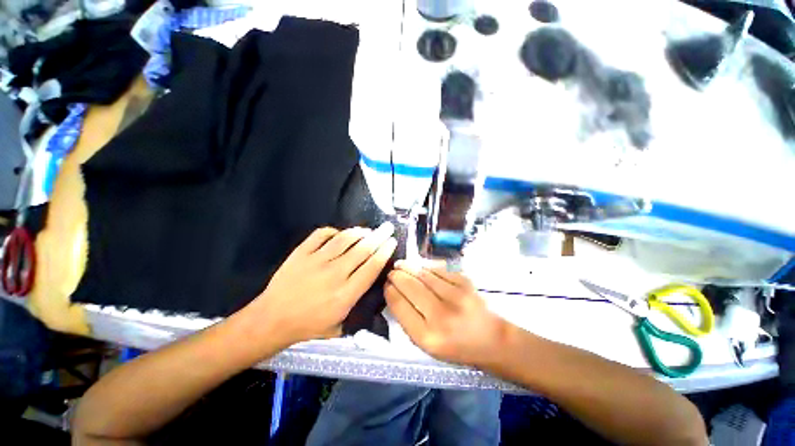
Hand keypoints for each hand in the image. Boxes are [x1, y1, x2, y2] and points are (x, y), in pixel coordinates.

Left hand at [245, 223, 396, 346]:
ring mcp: (317, 260)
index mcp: (346, 294)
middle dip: (378, 237)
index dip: (384, 252)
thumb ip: (353, 311)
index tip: (392, 242)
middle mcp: (335, 273)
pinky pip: (320, 235)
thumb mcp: (338, 328)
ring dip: (358, 232)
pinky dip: (332, 232)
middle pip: (362, 249)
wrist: (275, 318)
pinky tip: (338, 233)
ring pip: (343, 239)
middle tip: (387, 228)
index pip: (371, 267)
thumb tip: (365, 295)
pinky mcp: (301, 253)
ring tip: (366, 230)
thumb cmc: (307, 327)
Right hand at [385, 261, 512, 367]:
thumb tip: (395, 296)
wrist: (492, 341)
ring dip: (410, 268)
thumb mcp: (427, 346)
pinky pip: (441, 272)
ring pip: (425, 276)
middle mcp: (440, 316)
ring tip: (401, 265)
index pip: (400, 306)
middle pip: (410, 288)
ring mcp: (456, 298)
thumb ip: (410, 323)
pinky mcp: (468, 286)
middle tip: (391, 272)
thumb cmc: (457, 348)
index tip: (386, 286)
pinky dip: (429, 268)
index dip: (390, 292)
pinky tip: (422, 268)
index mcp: (426, 336)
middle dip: (397, 277)